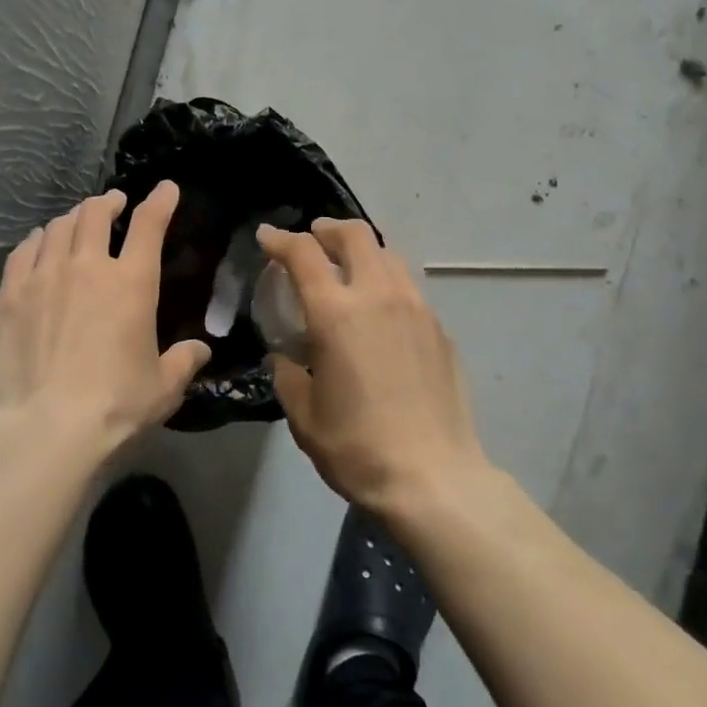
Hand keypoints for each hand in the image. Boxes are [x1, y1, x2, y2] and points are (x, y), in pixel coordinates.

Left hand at [0, 181, 210, 455]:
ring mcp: (44, 277)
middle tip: (113, 204)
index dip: (160, 200)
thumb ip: (183, 361)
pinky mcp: (10, 295)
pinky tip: (38, 243)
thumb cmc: (116, 404)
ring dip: (72, 218)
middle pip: (95, 213)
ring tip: (76, 223)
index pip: (149, 225)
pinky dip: (36, 240)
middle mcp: (88, 266)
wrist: (48, 426)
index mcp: (132, 282)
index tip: (165, 189)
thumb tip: (200, 350)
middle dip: (108, 202)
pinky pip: (23, 251)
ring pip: (57, 227)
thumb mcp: (163, 386)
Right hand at [256, 219, 490, 510]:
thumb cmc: (357, 447)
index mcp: (336, 312)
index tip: (266, 237)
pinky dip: (386, 283)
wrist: (433, 477)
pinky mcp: (440, 329)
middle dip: (327, 229)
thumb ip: (288, 374)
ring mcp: (416, 309)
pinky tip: (380, 313)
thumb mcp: (304, 415)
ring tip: (348, 270)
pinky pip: (409, 288)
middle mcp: (378, 296)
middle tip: (312, 239)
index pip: (303, 253)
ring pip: (389, 255)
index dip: (280, 239)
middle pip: (355, 235)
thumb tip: (286, 357)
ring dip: (362, 251)